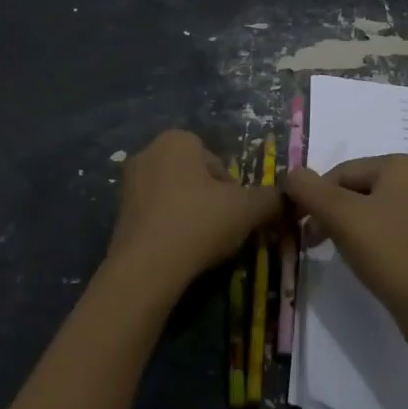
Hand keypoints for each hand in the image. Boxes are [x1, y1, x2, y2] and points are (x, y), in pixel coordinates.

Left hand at [109, 130, 280, 296]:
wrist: (145, 268)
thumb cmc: (198, 223)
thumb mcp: (247, 209)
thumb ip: (271, 199)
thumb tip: (290, 198)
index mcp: (177, 140)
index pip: (218, 163)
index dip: (233, 191)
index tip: (235, 215)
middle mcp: (148, 152)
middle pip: (195, 177)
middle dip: (210, 201)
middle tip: (220, 230)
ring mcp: (129, 182)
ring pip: (174, 196)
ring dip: (190, 215)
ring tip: (200, 245)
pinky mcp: (117, 213)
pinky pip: (155, 215)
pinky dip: (168, 229)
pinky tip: (177, 252)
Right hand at [283, 155, 407, 327]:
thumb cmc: (390, 252)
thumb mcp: (341, 216)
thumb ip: (310, 190)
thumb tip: (292, 174)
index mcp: (402, 165)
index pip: (342, 172)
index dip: (315, 198)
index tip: (300, 228)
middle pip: (358, 190)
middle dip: (332, 213)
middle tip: (313, 243)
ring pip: (373, 211)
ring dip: (349, 228)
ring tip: (340, 254)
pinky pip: (391, 230)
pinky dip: (372, 241)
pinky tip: (368, 262)